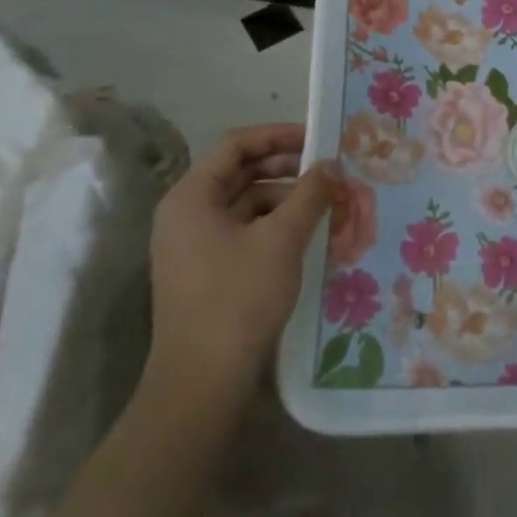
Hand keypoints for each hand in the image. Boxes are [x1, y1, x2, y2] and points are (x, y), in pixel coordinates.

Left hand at [146, 124, 339, 402]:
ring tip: (327, 203)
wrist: (202, 380)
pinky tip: (308, 234)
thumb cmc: (239, 298)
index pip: (236, 145)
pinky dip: (275, 225)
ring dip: (286, 198)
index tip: (319, 139)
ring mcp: (194, 244)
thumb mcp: (282, 239)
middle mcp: (186, 213)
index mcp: (192, 196)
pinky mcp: (207, 270)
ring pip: (246, 203)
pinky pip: (244, 230)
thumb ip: (309, 194)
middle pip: (240, 173)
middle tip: (330, 170)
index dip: (278, 135)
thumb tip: (330, 164)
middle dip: (287, 168)